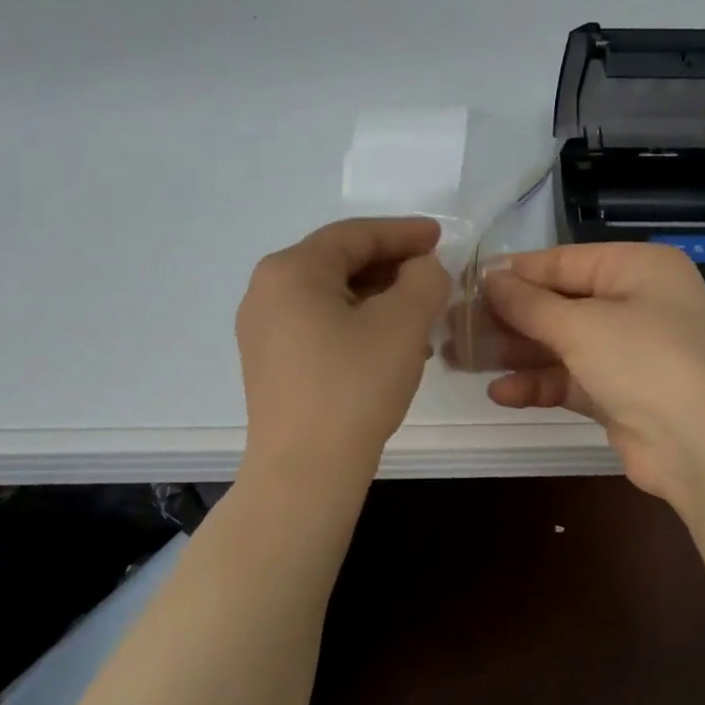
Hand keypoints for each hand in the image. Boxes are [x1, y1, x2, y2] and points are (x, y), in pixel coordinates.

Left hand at [236, 217, 450, 480]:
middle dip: (392, 268)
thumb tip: (422, 268)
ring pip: (332, 298)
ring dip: (379, 300)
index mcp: (290, 270)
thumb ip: (423, 279)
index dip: (403, 233)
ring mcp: (263, 330)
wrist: (305, 471)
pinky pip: (320, 326)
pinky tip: (391, 347)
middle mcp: (266, 292)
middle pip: (340, 264)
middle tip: (434, 276)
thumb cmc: (354, 386)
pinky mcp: (271, 363)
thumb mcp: (403, 323)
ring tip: (422, 317)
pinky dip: (358, 326)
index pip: (355, 235)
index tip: (441, 236)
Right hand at [480, 243, 704, 509]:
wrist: (704, 446)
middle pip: (559, 304)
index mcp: (638, 268)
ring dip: (516, 352)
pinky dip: (538, 383)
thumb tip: (489, 277)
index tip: (467, 283)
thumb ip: (529, 303)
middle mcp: (637, 303)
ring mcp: (630, 351)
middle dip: (509, 318)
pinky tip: (500, 392)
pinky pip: (571, 379)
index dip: (515, 273)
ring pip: (561, 344)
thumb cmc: (644, 361)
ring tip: (462, 359)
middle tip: (456, 326)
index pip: (563, 262)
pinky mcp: (621, 393)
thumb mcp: (580, 325)